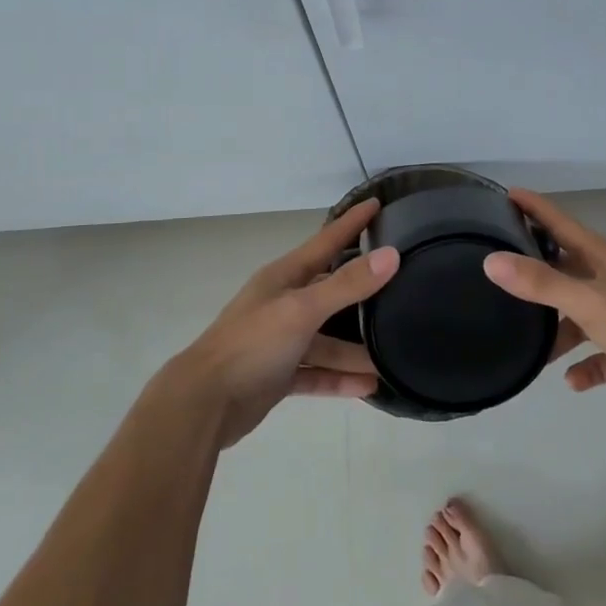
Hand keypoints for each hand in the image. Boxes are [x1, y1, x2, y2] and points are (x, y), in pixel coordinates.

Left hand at [173, 198, 398, 447]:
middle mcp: (283, 303)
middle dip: (362, 291)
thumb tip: (391, 255)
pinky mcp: (279, 374)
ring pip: (327, 340)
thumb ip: (347, 284)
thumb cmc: (252, 344)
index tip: (377, 202)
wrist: (204, 403)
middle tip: (401, 284)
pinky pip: (317, 372)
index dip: (351, 222)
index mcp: (284, 277)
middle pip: (331, 291)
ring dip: (355, 350)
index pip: (326, 241)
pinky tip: (369, 386)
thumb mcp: (302, 309)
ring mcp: (281, 340)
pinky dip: (339, 378)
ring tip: (390, 358)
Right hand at [483, 188, 605, 404]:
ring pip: (581, 316)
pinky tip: (571, 380)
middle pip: (567, 269)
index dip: (535, 208)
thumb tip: (491, 260)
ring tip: (531, 347)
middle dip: (538, 271)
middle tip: (502, 271)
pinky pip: (600, 354)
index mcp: (604, 259)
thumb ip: (540, 282)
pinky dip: (585, 365)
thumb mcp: (586, 302)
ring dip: (558, 331)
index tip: (507, 194)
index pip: (561, 224)